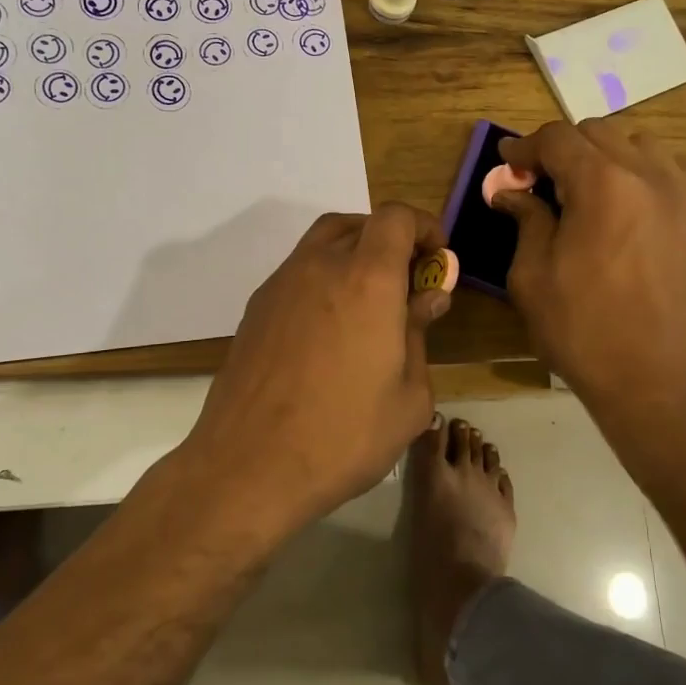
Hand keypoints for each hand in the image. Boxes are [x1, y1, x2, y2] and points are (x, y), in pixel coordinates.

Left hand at [182, 203, 450, 529]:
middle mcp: (320, 266)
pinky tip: (330, 327)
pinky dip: (322, 278)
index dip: (422, 227)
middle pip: (358, 224)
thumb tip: (427, 299)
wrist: (249, 466)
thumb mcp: (409, 398)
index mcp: (367, 279)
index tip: (437, 259)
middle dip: (390, 240)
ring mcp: (281, 285)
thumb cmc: (343, 436)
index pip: (395, 218)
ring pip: (322, 243)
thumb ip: (421, 336)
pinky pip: (297, 272)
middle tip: (407, 282)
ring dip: (353, 254)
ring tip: (370, 302)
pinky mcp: (255, 309)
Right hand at [495, 119, 685, 421]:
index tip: (506, 164)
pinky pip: (661, 174)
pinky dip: (632, 176)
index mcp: (602, 184)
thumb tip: (511, 192)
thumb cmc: (583, 330)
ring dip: (601, 157)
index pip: (558, 138)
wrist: (658, 379)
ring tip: (581, 193)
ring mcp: (680, 195)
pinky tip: (616, 213)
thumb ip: (525, 220)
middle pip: (597, 133)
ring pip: (636, 145)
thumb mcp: (533, 276)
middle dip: (561, 149)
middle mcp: (647, 175)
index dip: (525, 146)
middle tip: (538, 182)